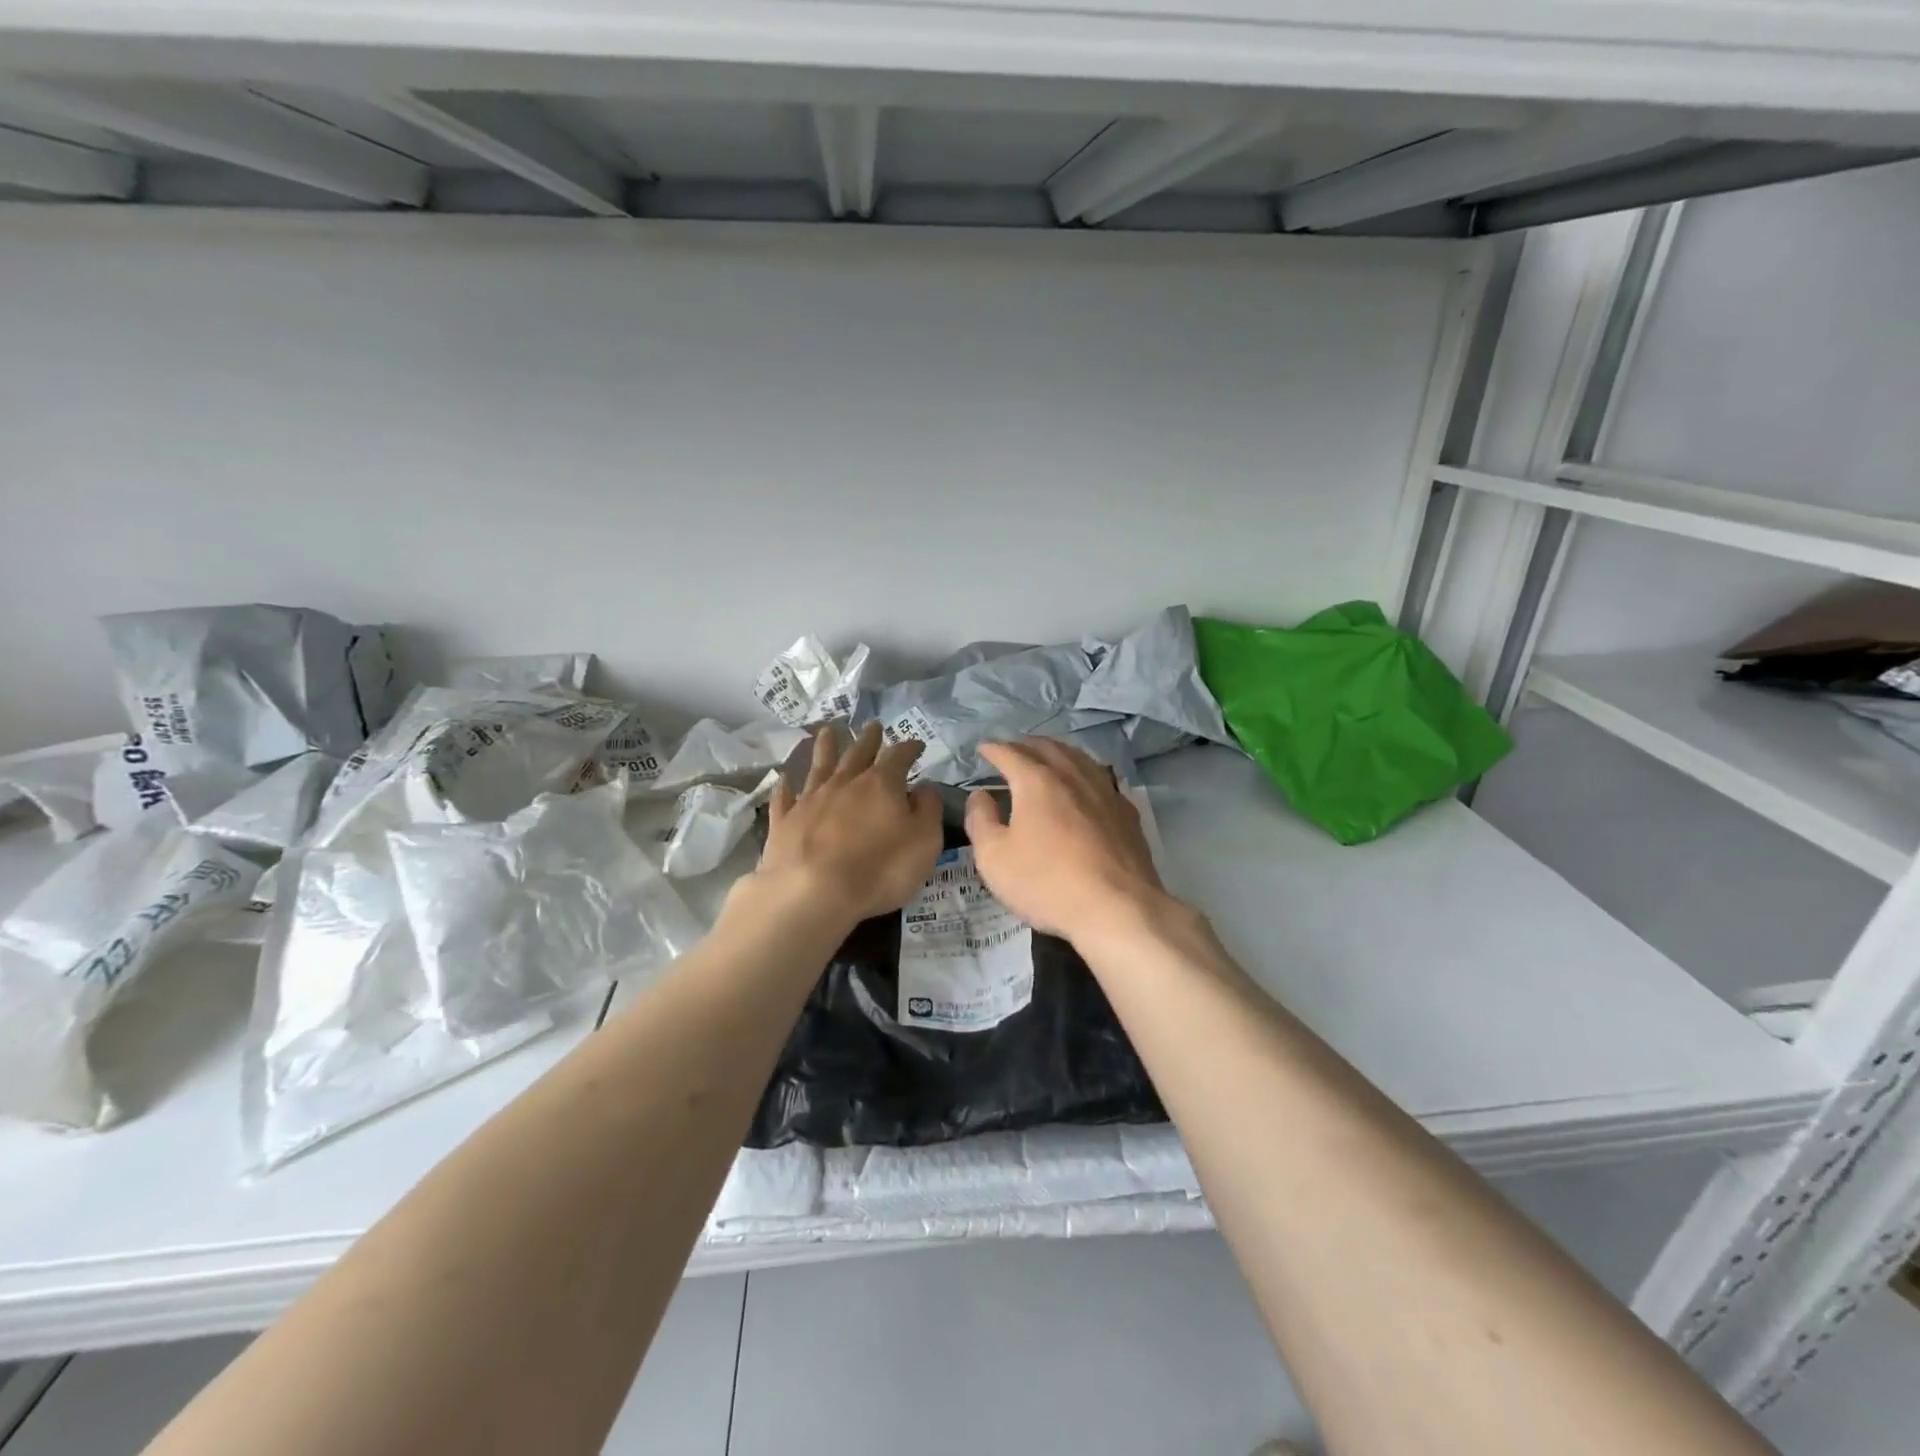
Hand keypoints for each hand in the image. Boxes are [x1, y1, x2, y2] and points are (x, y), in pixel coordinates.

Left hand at [755, 721, 943, 926]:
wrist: (812, 893)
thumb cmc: (879, 869)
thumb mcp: (924, 842)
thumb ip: (928, 810)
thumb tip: (924, 787)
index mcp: (882, 784)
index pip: (899, 756)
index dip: (909, 748)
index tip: (916, 744)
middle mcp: (845, 782)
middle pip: (858, 753)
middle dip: (868, 739)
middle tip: (873, 725)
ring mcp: (810, 799)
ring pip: (820, 765)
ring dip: (825, 747)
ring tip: (827, 732)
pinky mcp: (784, 821)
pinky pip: (785, 797)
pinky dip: (786, 786)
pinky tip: (784, 779)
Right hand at [963, 738, 1170, 946]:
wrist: (1118, 908)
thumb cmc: (1047, 883)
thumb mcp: (994, 858)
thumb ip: (980, 820)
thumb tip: (980, 796)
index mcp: (1037, 781)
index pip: (1010, 753)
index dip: (993, 749)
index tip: (983, 749)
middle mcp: (1073, 775)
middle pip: (1047, 747)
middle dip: (1025, 745)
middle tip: (1012, 750)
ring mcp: (1105, 791)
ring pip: (1078, 758)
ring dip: (1057, 753)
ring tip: (1047, 758)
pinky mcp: (1126, 812)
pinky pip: (1100, 779)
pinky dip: (1083, 773)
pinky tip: (1084, 786)